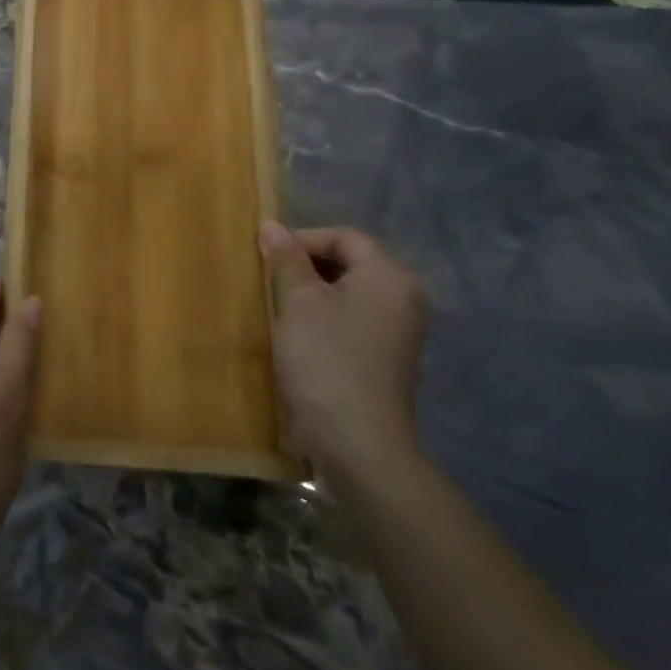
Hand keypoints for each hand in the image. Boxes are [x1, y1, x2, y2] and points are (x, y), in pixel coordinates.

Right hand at [259, 222, 428, 481]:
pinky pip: (353, 319)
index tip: (266, 259)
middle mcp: (404, 297)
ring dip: (311, 293)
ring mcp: (400, 330)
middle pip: (349, 261)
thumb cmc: (325, 360)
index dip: (301, 239)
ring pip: (348, 292)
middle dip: (305, 266)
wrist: (357, 443)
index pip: (343, 236)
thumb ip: (286, 258)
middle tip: (269, 281)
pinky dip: (325, 317)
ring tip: (279, 307)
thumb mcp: (298, 301)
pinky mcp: (388, 357)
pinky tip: (299, 335)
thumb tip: (272, 225)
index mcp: (389, 276)